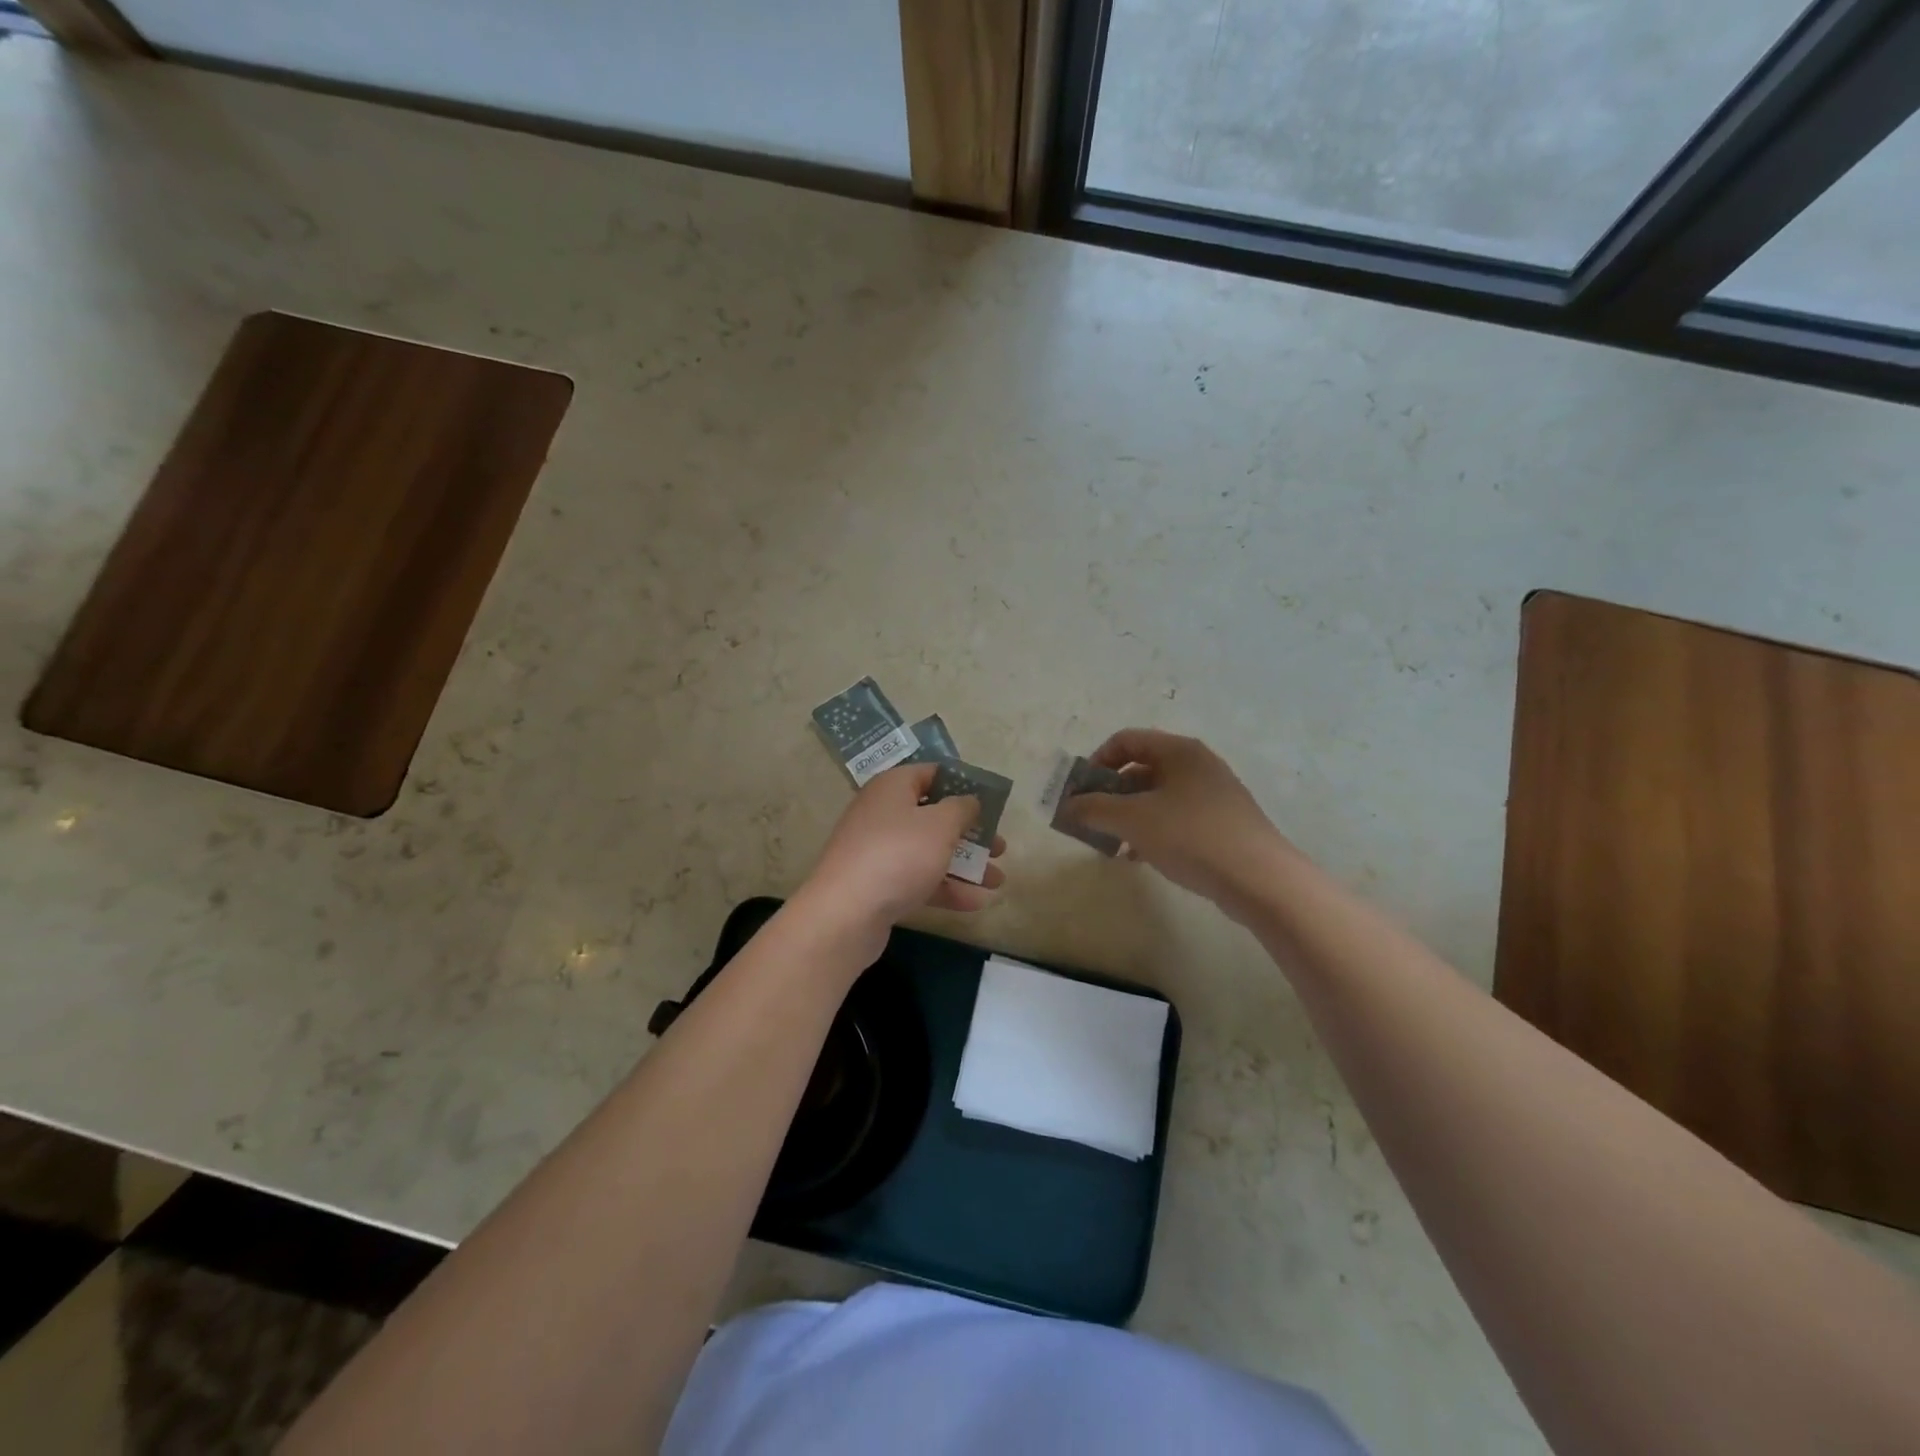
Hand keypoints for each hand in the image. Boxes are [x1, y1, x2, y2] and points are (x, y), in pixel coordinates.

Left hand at [793, 762, 1005, 963]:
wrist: (846, 913)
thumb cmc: (898, 855)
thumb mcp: (940, 825)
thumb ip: (962, 808)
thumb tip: (969, 801)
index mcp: (893, 787)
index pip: (932, 774)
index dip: (963, 785)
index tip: (991, 801)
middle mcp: (883, 814)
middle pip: (934, 816)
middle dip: (970, 833)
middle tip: (1000, 846)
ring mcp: (879, 851)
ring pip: (930, 851)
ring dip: (965, 865)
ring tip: (998, 880)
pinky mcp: (879, 884)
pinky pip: (919, 879)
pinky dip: (946, 888)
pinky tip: (977, 902)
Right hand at [1063, 729, 1291, 918]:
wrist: (1260, 879)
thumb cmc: (1191, 836)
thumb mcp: (1133, 820)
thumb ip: (1093, 808)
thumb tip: (1067, 806)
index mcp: (1178, 751)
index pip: (1125, 740)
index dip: (1096, 762)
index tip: (1081, 792)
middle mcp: (1197, 765)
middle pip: (1140, 768)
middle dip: (1110, 794)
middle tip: (1092, 821)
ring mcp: (1212, 794)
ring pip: (1157, 796)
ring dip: (1129, 816)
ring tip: (1113, 845)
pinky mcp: (1221, 823)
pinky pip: (1175, 818)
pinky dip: (1152, 831)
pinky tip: (1139, 857)